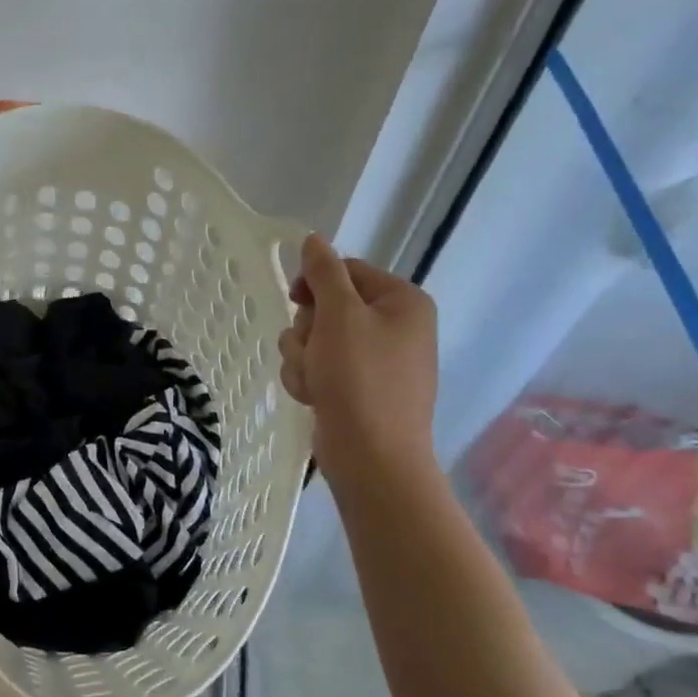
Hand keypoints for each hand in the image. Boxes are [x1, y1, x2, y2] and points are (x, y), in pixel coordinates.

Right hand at [280, 235, 439, 483]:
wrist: (372, 457)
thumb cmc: (359, 378)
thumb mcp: (339, 315)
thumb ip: (324, 272)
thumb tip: (313, 239)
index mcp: (403, 301)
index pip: (346, 270)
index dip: (314, 284)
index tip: (294, 301)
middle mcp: (396, 327)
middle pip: (327, 306)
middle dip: (307, 330)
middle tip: (314, 351)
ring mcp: (378, 361)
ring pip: (316, 339)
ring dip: (302, 357)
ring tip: (313, 381)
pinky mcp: (359, 389)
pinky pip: (321, 368)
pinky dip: (310, 379)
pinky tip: (314, 398)